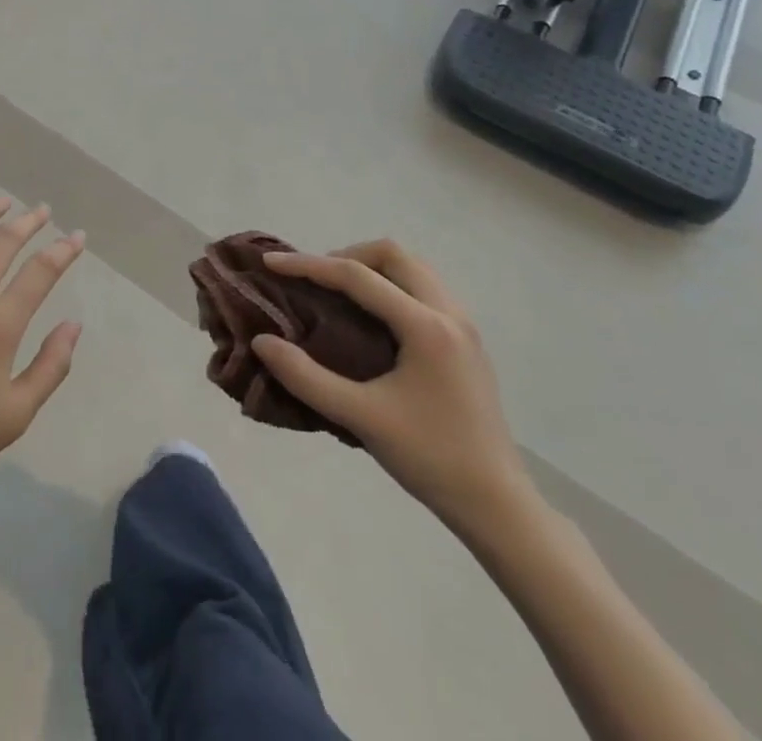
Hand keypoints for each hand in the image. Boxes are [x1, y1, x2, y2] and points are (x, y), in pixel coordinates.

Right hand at [252, 241, 530, 536]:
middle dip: (347, 256)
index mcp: (425, 326)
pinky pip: (424, 289)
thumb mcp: (361, 418)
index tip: (271, 262)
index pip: (357, 276)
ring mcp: (464, 326)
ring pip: (413, 268)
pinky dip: (392, 286)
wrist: (499, 506)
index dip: (309, 265)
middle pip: (393, 255)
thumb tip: (262, 342)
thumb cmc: (430, 459)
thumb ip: (307, 378)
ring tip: (339, 294)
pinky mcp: (467, 342)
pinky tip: (373, 319)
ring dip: (372, 268)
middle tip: (314, 280)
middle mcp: (449, 313)